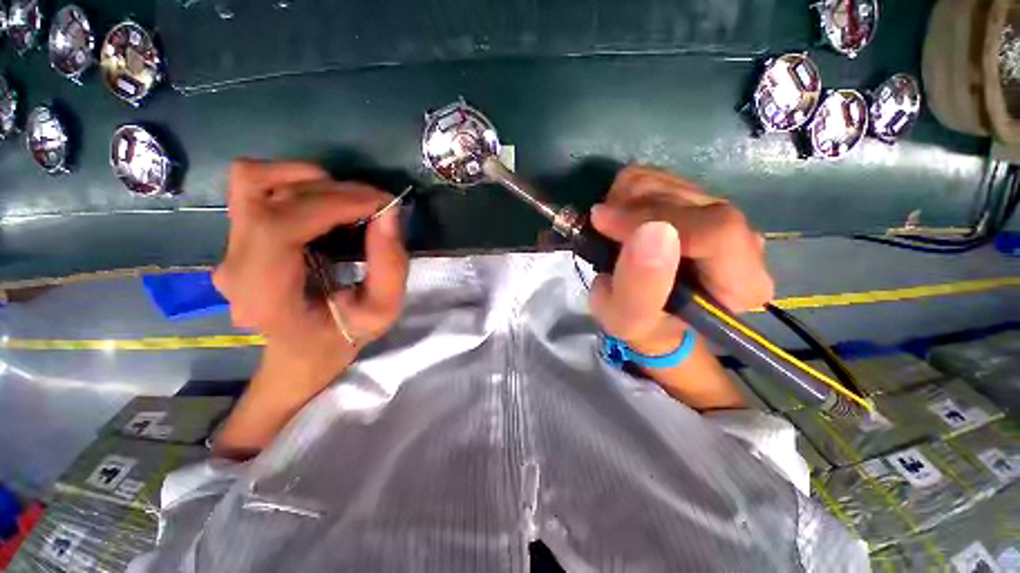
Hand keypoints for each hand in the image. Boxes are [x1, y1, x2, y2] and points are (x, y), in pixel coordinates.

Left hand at [213, 159, 408, 392]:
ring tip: (348, 201)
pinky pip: (257, 189)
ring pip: (252, 181)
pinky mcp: (237, 237)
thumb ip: (391, 266)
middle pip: (264, 194)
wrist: (300, 354)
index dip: (331, 204)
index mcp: (265, 294)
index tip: (379, 202)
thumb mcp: (382, 312)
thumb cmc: (341, 339)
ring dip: (307, 180)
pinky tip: (326, 206)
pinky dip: (296, 184)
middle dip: (331, 190)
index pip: (278, 227)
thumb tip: (389, 214)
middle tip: (375, 203)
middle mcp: (235, 265)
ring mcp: (229, 248)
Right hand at [588, 166, 772, 356]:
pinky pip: (656, 176)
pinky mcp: (695, 199)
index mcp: (742, 282)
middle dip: (632, 211)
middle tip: (601, 231)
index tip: (604, 224)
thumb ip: (640, 286)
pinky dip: (625, 192)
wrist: (647, 312)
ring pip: (670, 181)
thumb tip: (650, 230)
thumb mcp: (628, 319)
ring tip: (609, 231)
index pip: (716, 231)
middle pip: (690, 199)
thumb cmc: (640, 324)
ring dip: (624, 201)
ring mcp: (719, 214)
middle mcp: (743, 241)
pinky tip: (618, 217)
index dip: (654, 219)